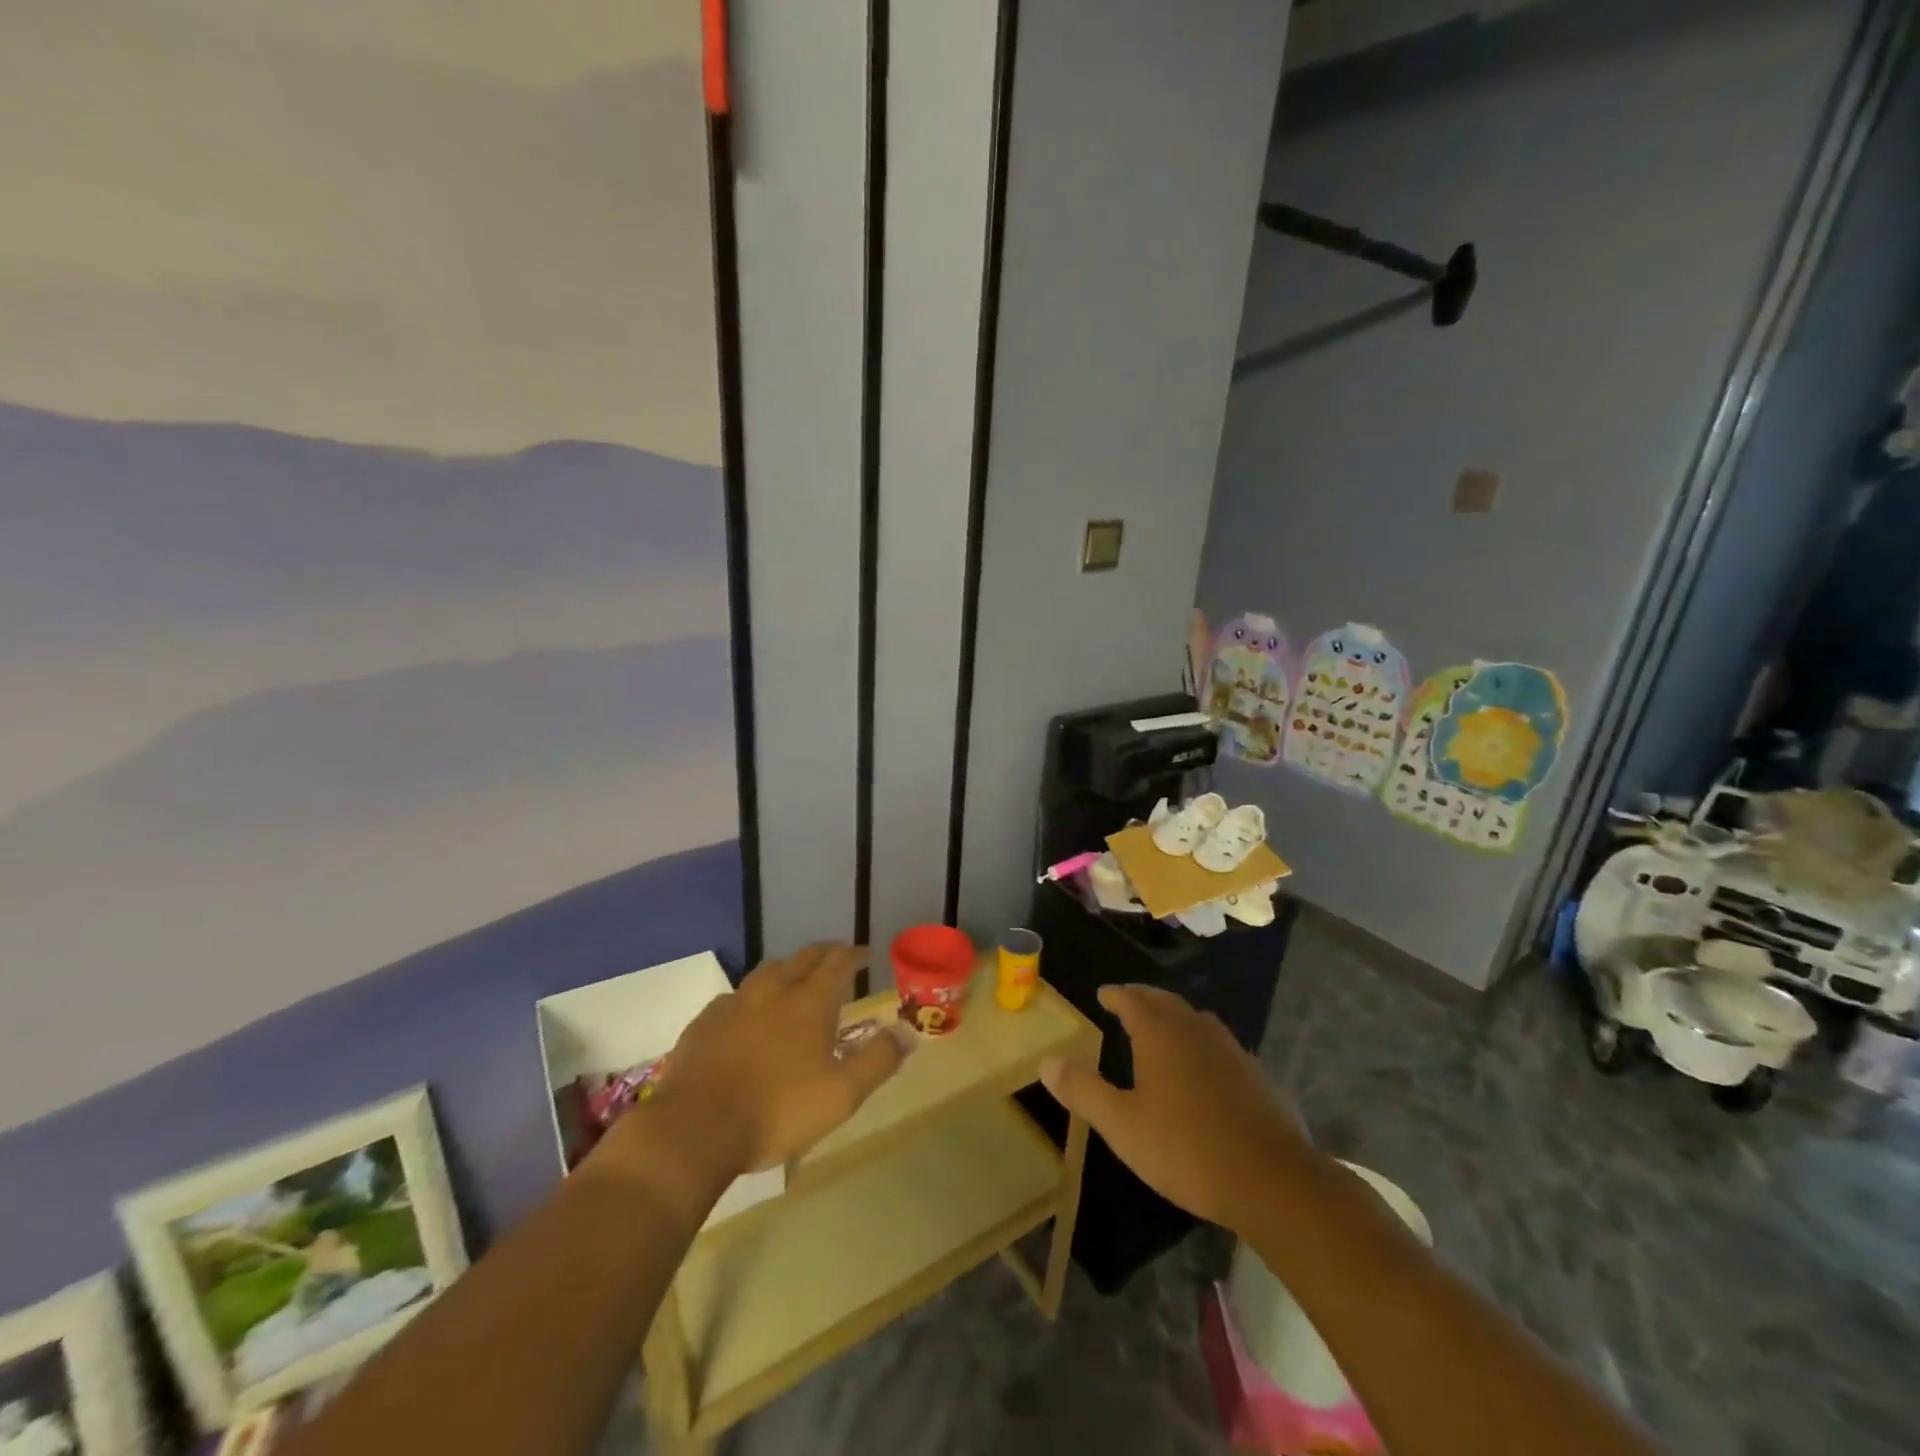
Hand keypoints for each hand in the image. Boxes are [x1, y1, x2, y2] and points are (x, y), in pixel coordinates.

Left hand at [650, 942, 913, 1172]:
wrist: (694, 1129)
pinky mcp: (705, 1021)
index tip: (865, 954)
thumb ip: (878, 1061)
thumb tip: (908, 1032)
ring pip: (767, 971)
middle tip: (836, 960)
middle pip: (803, 958)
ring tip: (795, 982)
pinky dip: (753, 997)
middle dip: (825, 954)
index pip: (838, 962)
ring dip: (788, 970)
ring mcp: (735, 1002)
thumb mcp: (842, 1095)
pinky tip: (749, 1015)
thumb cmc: (777, 1111)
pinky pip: (735, 996)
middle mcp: (773, 990)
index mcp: (810, 1001)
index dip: (855, 955)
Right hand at [1040, 984, 1317, 1233]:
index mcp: (1160, 1034)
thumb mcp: (1122, 1125)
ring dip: (1175, 1017)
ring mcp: (1231, 1050)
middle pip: (1166, 1003)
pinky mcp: (1255, 1076)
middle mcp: (1195, 1030)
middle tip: (1128, 1002)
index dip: (1116, 995)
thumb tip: (1047, 1061)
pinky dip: (1200, 1043)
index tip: (1103, 993)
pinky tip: (1202, 1068)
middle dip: (1144, 999)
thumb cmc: (1186, 1148)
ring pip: (1196, 1021)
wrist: (1272, 1180)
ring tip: (1163, 1029)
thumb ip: (1084, 1090)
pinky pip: (1219, 1045)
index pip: (1133, 1000)